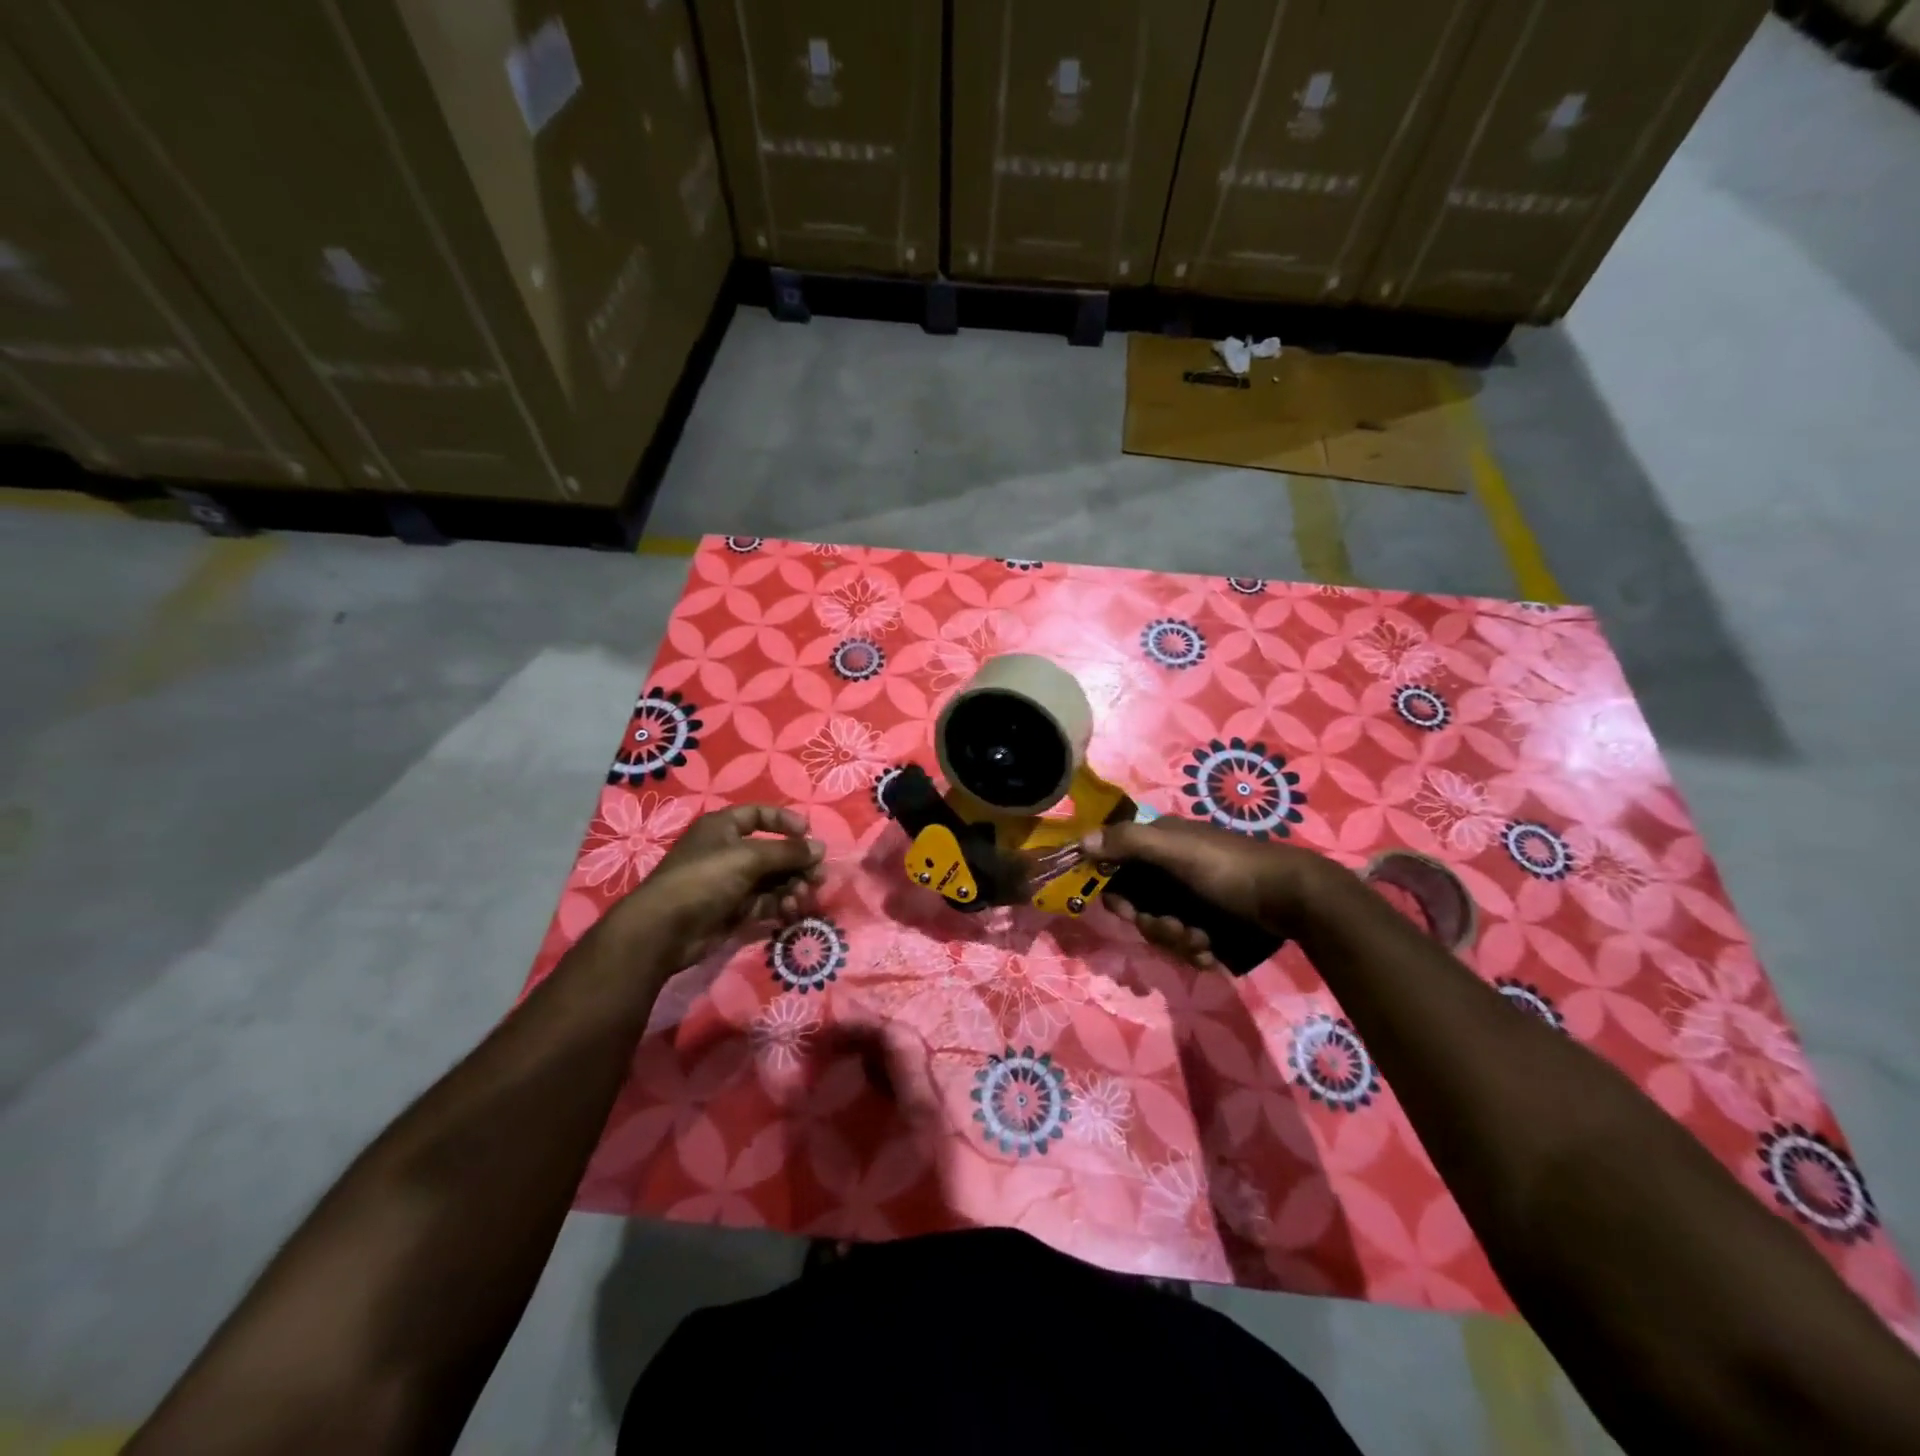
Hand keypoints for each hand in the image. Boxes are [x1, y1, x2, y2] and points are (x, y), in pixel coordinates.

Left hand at [608, 805, 824, 971]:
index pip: (759, 815)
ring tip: (804, 896)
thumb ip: (788, 852)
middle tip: (818, 876)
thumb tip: (820, 848)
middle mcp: (728, 851)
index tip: (809, 835)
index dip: (785, 822)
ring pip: (773, 879)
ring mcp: (731, 882)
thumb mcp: (749, 858)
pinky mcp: (734, 910)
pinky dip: (780, 904)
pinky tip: (790, 909)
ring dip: (792, 885)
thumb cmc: (705, 879)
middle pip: (772, 851)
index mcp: (723, 827)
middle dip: (797, 863)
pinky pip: (766, 901)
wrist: (665, 930)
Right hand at [1081, 818, 1337, 969]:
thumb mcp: (1176, 850)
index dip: (1116, 892)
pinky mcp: (1211, 922)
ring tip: (1202, 942)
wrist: (1293, 898)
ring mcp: (1192, 897)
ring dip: (1177, 940)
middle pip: (1138, 905)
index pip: (1117, 868)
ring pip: (1161, 928)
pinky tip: (1212, 953)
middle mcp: (1171, 868)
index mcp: (1160, 844)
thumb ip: (1128, 843)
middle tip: (1176, 928)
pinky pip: (1186, 943)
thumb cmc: (1229, 867)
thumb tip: (1081, 842)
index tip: (1127, 910)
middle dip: (1153, 924)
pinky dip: (1196, 951)